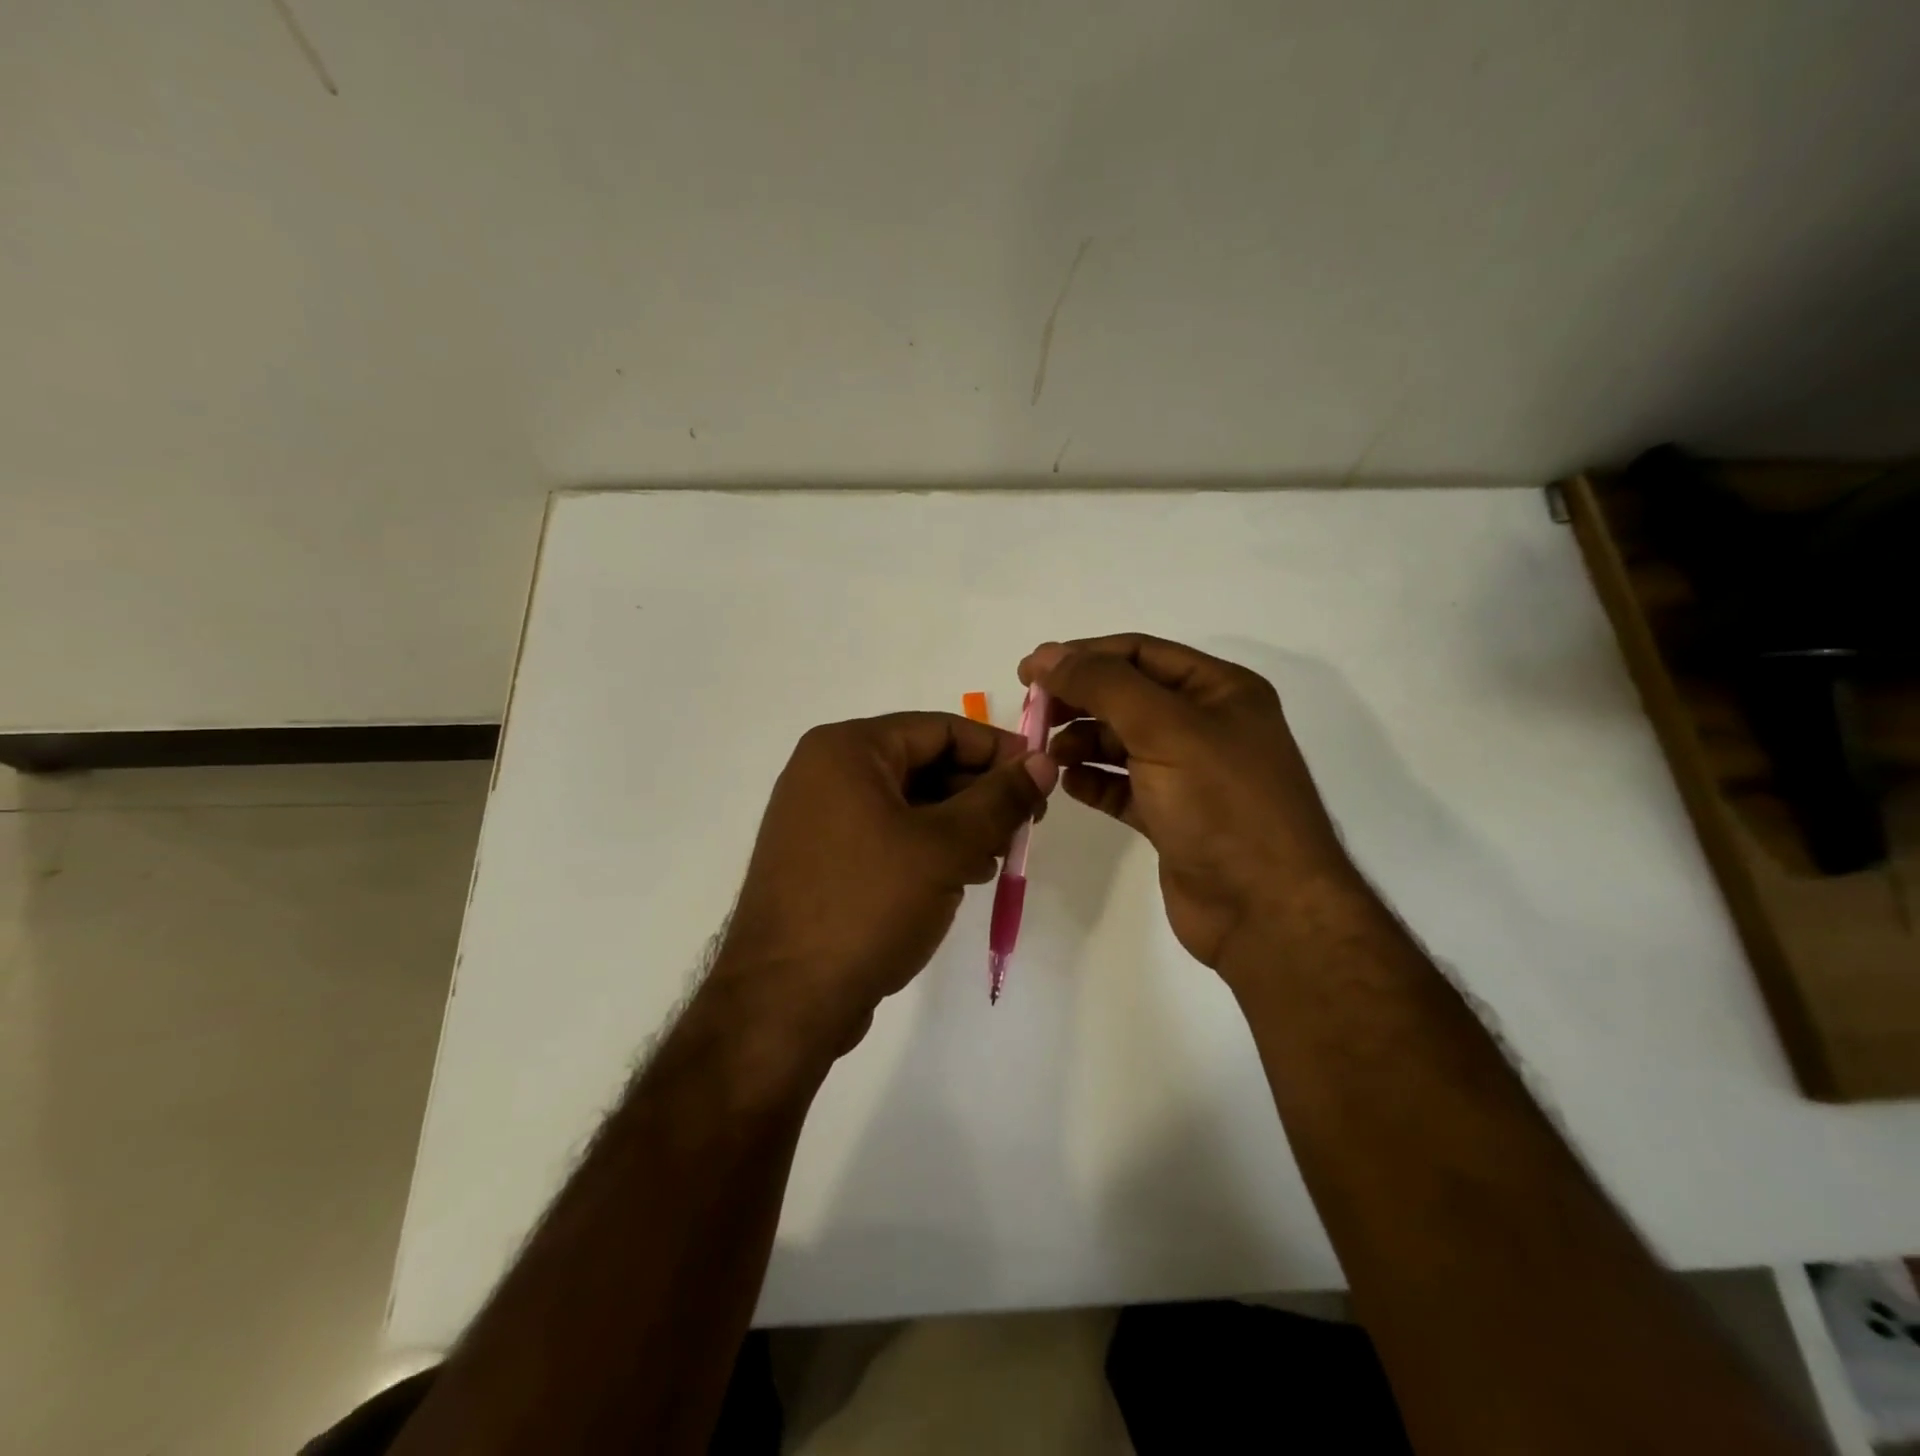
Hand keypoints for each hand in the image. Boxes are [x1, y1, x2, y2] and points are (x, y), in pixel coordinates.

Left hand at [713, 712, 1056, 1060]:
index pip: (939, 728)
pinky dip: (928, 848)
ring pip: (908, 803)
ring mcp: (819, 818)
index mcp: (846, 750)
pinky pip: (887, 835)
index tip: (1042, 778)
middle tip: (1026, 824)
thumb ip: (999, 800)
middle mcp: (826, 772)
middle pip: (923, 763)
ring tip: (999, 856)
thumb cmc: (867, 905)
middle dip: (979, 793)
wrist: (784, 1000)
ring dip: (959, 824)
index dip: (997, 750)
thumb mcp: (945, 847)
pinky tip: (964, 876)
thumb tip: (1043, 762)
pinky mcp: (822, 859)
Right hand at [1019, 635, 1357, 974]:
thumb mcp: (1164, 728)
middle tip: (1033, 714)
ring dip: (1082, 742)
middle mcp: (1206, 725)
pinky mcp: (1173, 816)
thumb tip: (1046, 656)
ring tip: (1049, 755)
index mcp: (1219, 690)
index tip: (1030, 670)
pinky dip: (1094, 781)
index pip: (1139, 653)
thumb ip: (1103, 685)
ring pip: (1122, 742)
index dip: (1082, 655)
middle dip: (1079, 700)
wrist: (1265, 910)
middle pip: (1127, 696)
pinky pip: (1123, 786)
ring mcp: (1190, 773)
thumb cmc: (1221, 805)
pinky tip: (1070, 784)